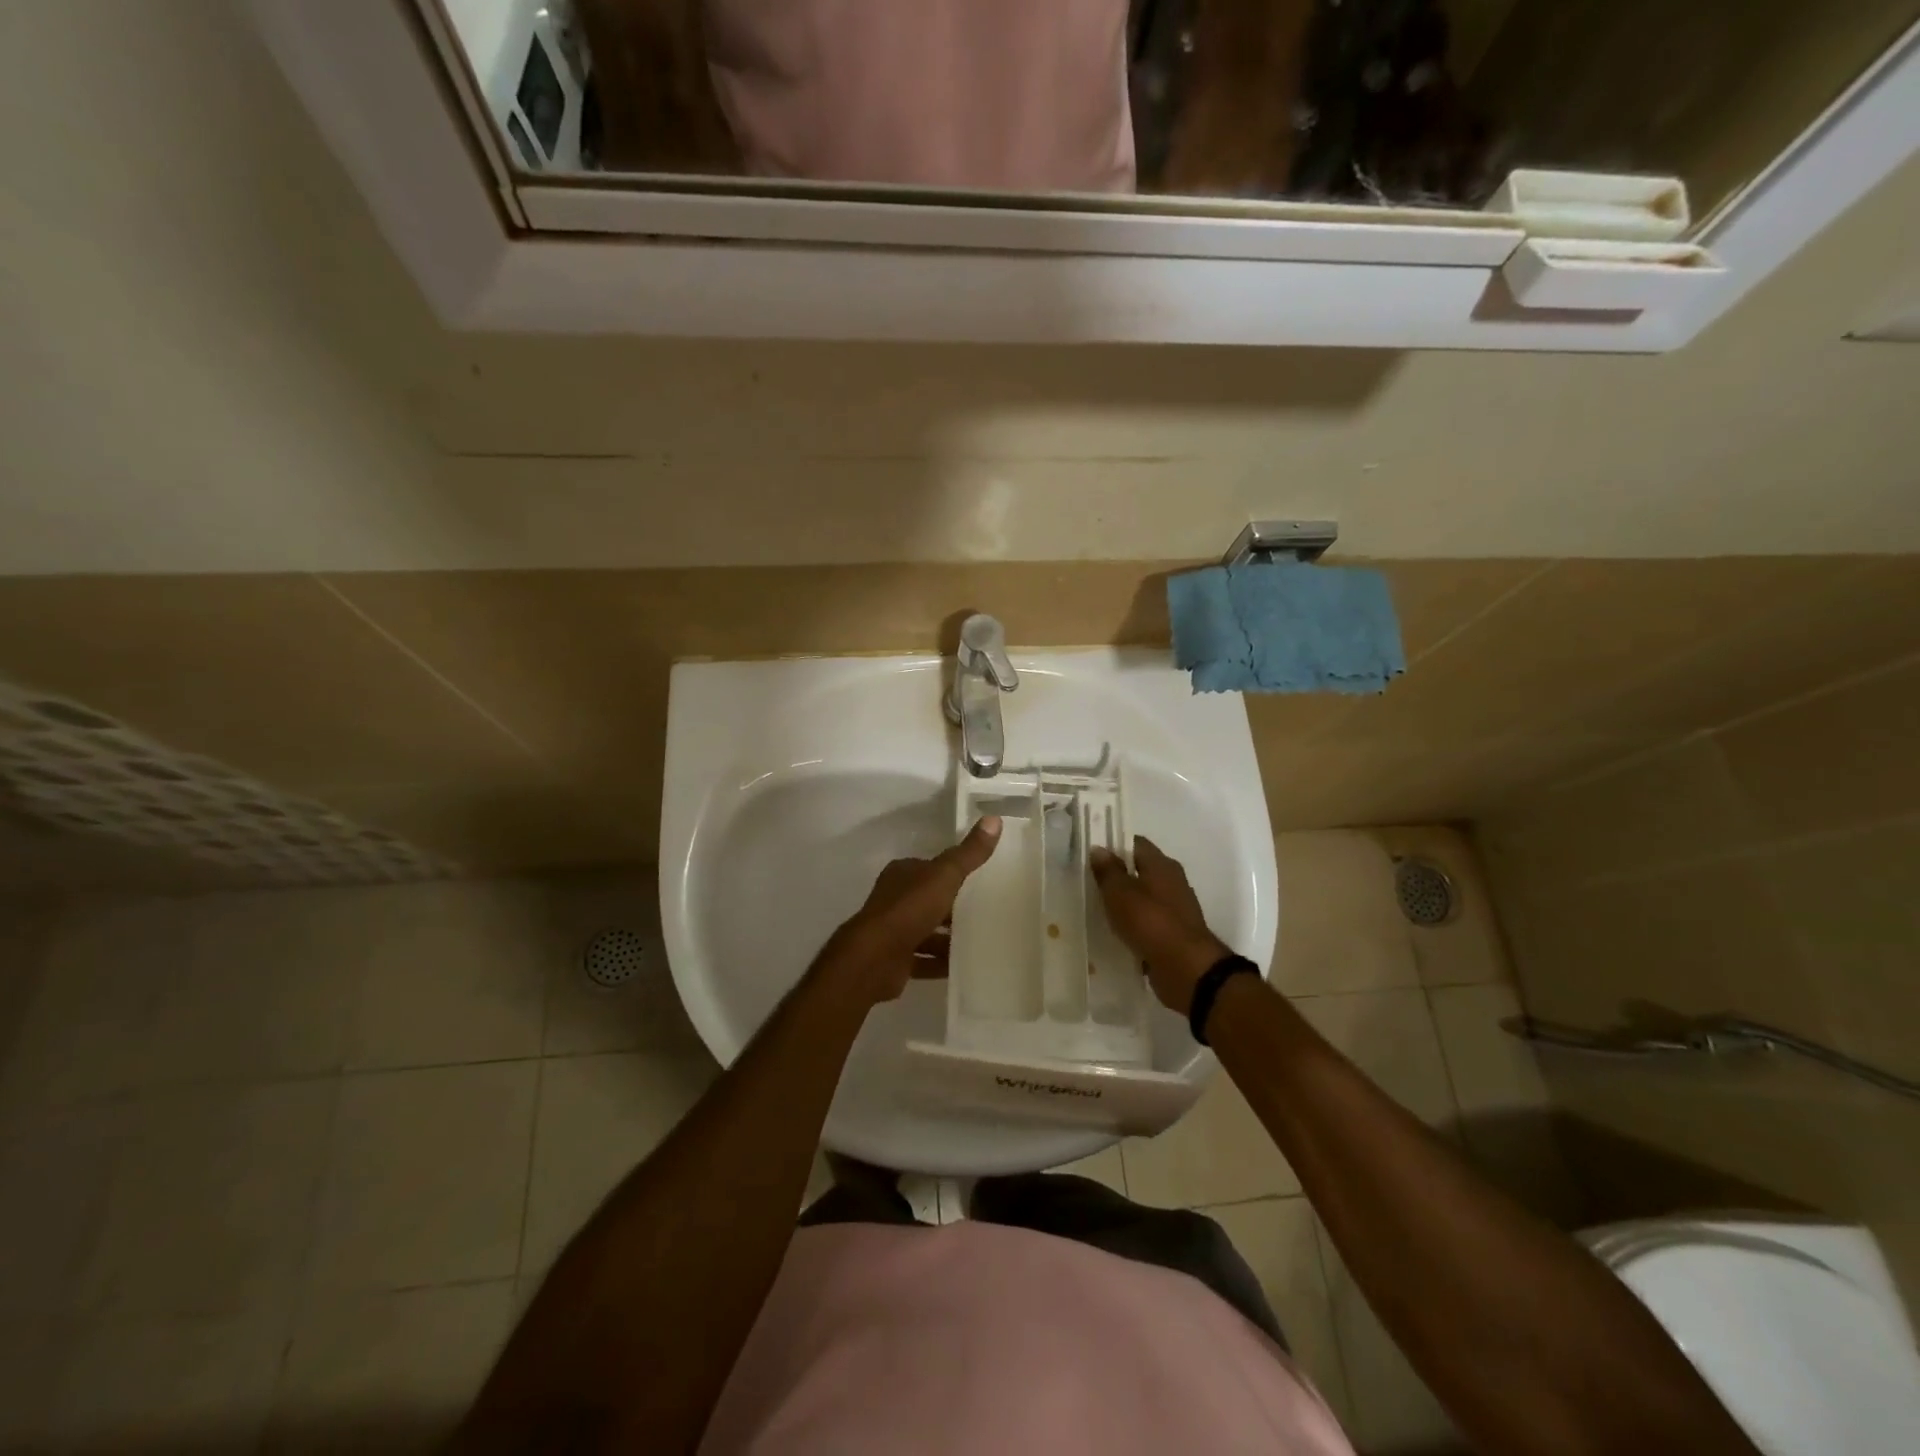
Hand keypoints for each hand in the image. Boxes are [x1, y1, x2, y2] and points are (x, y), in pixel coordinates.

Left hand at [818, 817, 1001, 1004]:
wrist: (874, 958)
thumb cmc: (909, 909)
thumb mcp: (945, 875)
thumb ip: (969, 853)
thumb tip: (994, 819)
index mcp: (902, 874)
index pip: (930, 868)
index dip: (952, 872)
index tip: (979, 880)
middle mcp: (894, 899)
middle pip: (928, 900)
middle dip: (952, 907)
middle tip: (986, 913)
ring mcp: (893, 931)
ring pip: (926, 931)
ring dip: (948, 938)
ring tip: (980, 942)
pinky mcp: (895, 960)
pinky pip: (923, 959)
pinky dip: (940, 963)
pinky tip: (963, 967)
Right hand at [1088, 836, 1232, 1015]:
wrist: (1186, 969)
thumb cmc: (1150, 922)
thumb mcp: (1120, 893)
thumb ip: (1108, 871)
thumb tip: (1099, 849)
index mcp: (1162, 865)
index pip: (1136, 844)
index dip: (1114, 845)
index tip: (1092, 855)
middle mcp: (1173, 882)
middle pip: (1141, 870)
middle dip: (1118, 875)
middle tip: (1090, 882)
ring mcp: (1176, 909)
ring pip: (1145, 897)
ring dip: (1126, 902)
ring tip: (1098, 908)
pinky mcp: (1174, 934)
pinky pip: (1149, 922)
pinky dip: (1134, 925)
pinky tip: (1116, 933)